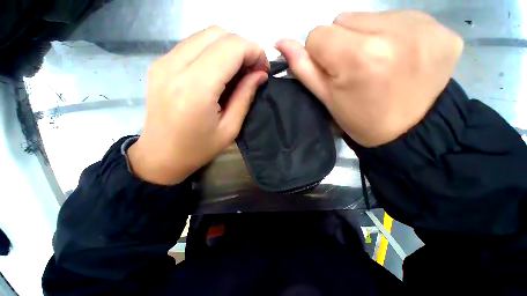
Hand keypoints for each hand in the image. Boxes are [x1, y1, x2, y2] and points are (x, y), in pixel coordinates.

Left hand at [129, 26, 268, 184]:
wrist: (160, 155)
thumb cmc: (198, 148)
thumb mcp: (230, 128)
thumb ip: (245, 96)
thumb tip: (260, 74)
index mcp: (196, 88)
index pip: (231, 47)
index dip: (254, 51)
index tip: (264, 68)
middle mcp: (175, 66)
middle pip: (218, 33)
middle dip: (243, 47)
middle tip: (252, 69)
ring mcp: (164, 61)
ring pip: (205, 34)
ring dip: (229, 47)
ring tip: (239, 70)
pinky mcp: (160, 63)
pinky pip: (193, 44)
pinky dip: (213, 50)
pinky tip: (220, 71)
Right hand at [276, 10, 463, 146]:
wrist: (411, 132)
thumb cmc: (361, 120)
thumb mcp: (327, 99)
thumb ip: (303, 68)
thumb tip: (281, 42)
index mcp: (358, 57)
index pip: (318, 34)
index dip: (319, 54)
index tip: (332, 71)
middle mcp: (392, 34)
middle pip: (344, 20)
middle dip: (341, 43)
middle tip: (355, 69)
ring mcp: (422, 28)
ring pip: (369, 16)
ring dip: (366, 36)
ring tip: (377, 63)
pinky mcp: (440, 29)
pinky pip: (399, 18)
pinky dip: (391, 34)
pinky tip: (398, 56)